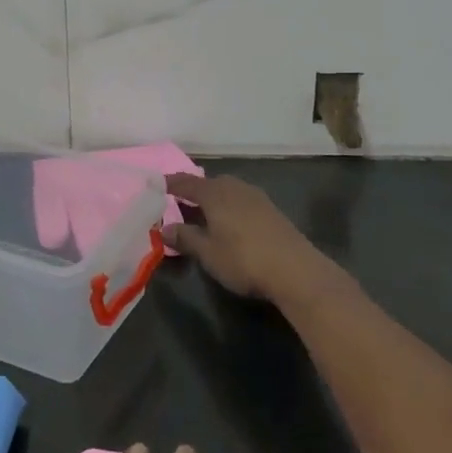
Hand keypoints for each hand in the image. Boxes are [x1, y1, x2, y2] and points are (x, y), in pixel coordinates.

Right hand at [163, 174, 333, 305]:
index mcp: (214, 193)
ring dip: (213, 199)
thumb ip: (185, 238)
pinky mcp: (271, 209)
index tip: (156, 185)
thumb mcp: (208, 253)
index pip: (185, 183)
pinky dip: (229, 206)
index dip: (170, 184)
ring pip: (227, 190)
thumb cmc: (244, 259)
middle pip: (208, 183)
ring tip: (203, 215)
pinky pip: (241, 200)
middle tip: (179, 204)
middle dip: (193, 191)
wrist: (296, 270)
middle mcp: (234, 187)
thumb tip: (165, 228)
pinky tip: (229, 223)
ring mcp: (255, 196)